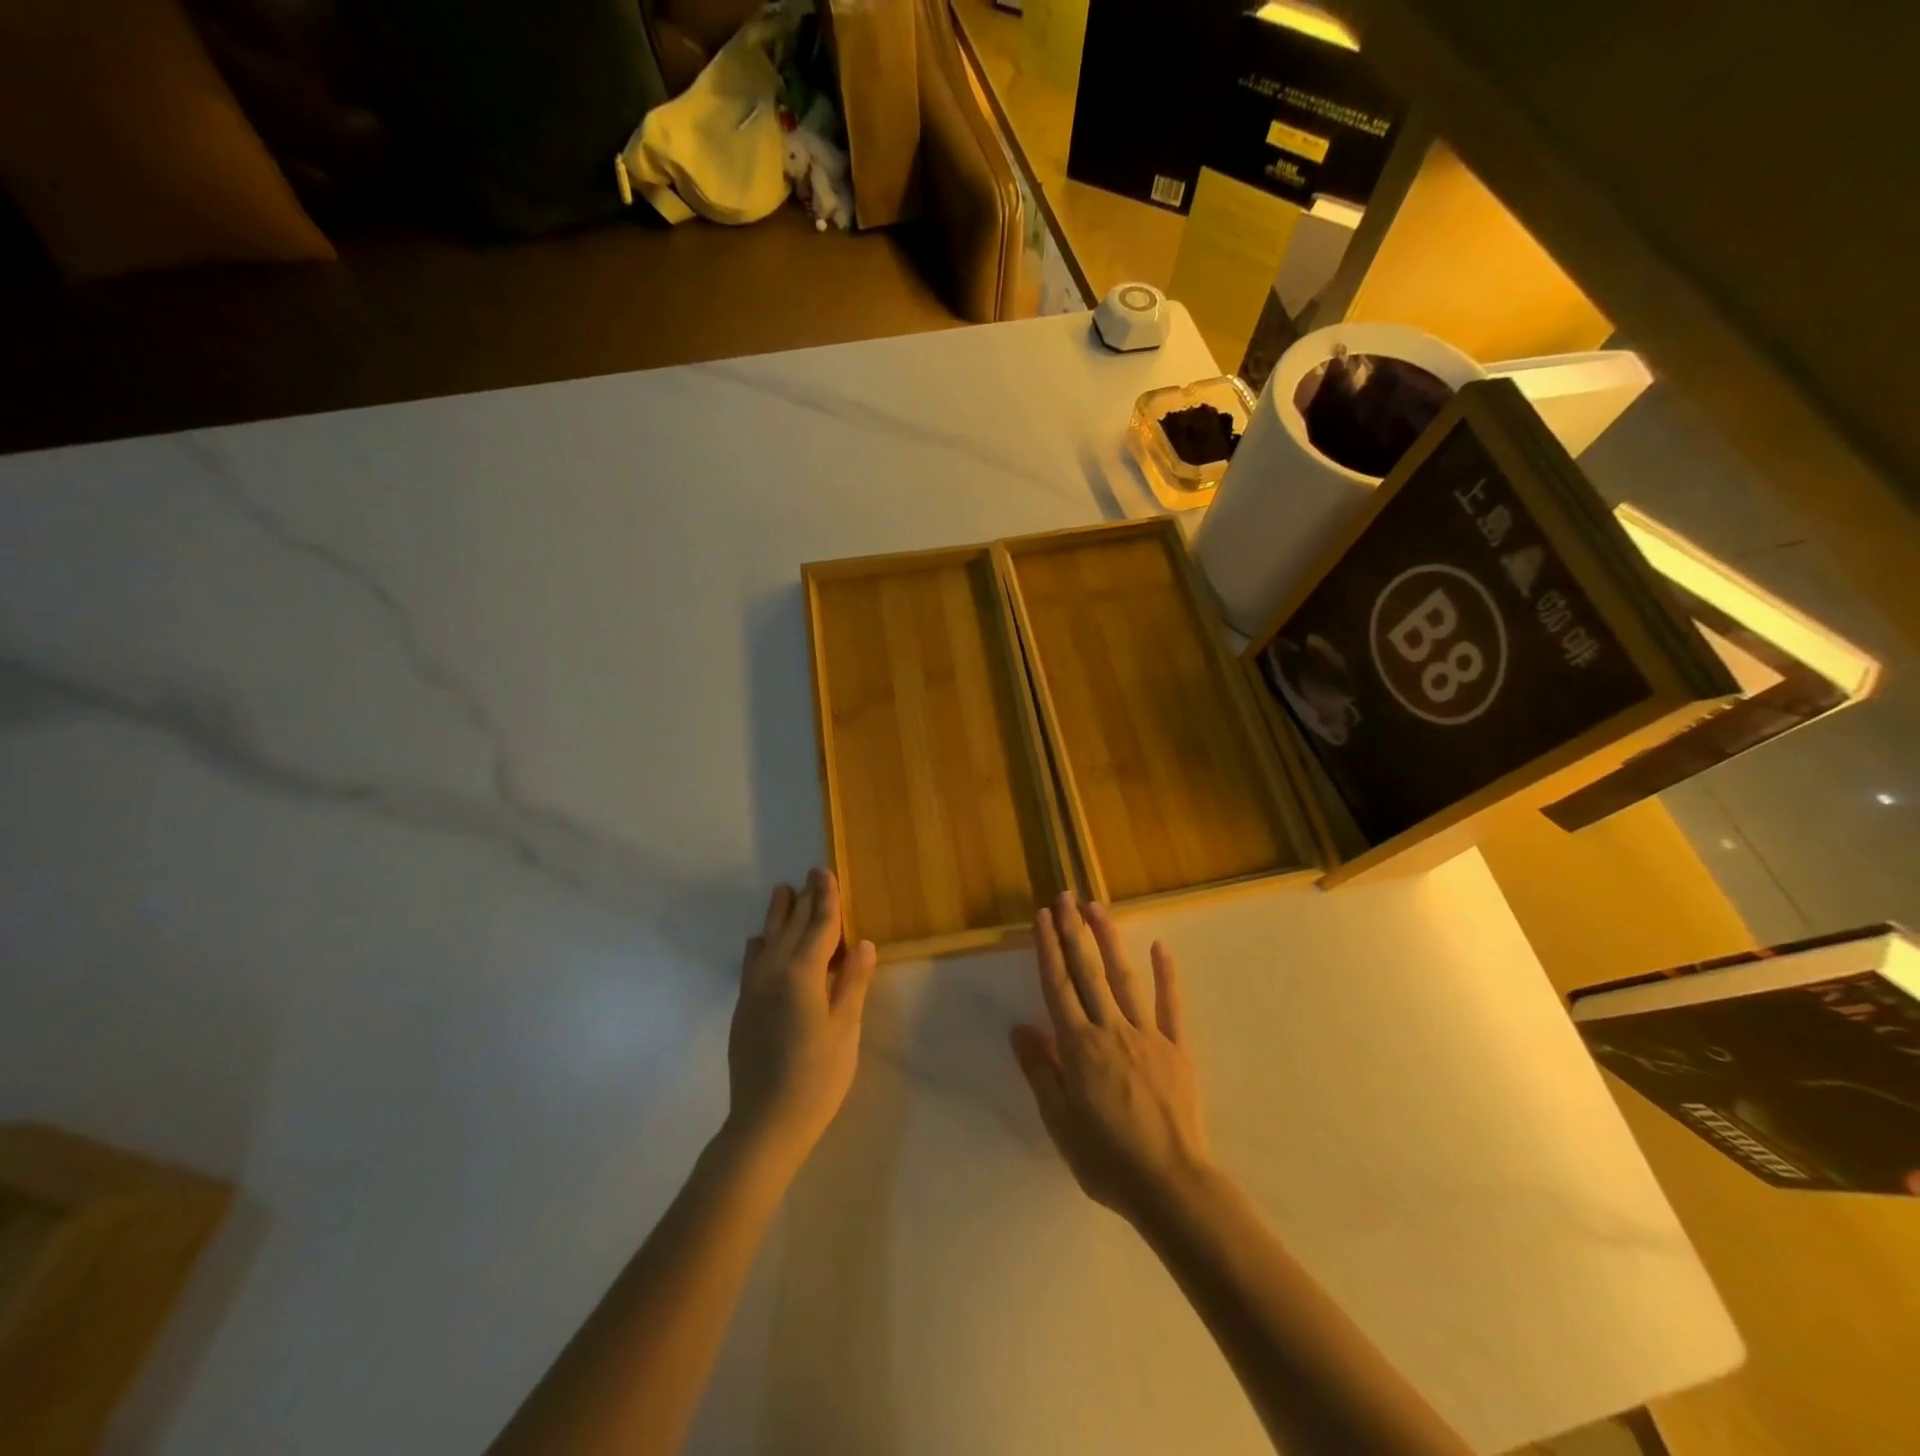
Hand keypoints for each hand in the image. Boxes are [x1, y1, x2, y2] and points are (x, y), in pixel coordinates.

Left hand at [726, 868, 876, 1170]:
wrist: (764, 1122)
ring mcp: (753, 989)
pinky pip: (751, 961)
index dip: (826, 899)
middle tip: (811, 875)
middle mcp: (772, 973)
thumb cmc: (817, 1077)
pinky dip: (760, 943)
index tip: (826, 873)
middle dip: (803, 900)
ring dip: (778, 915)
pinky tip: (761, 941)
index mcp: (802, 975)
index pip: (818, 927)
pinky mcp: (742, 1007)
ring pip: (766, 939)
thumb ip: (852, 983)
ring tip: (783, 892)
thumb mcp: (845, 1029)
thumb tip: (862, 944)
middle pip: (790, 927)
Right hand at [1011, 893, 1211, 1225]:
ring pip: (1124, 978)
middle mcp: (1110, 1029)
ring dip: (1109, 940)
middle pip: (1087, 972)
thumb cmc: (1107, 1159)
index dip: (1048, 949)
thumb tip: (1020, 1028)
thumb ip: (1041, 1071)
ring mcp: (1147, 1035)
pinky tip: (1159, 947)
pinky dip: (1166, 975)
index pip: (1058, 987)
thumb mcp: (1059, 1122)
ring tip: (1097, 908)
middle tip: (1065, 897)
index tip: (1042, 917)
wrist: (1171, 1185)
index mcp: (1079, 1047)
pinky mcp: (1176, 1048)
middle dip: (1074, 932)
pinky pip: (1171, 1005)